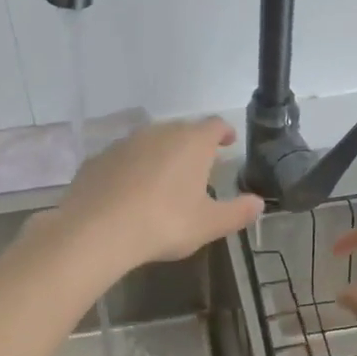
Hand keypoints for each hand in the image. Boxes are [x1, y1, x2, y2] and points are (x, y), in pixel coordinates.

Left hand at [46, 117, 264, 274]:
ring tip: (164, 178)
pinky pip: (123, 158)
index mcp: (191, 142)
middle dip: (192, 143)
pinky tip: (130, 191)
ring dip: (160, 154)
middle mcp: (158, 133)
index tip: (228, 142)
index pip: (214, 125)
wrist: (98, 230)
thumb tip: (259, 203)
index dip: (224, 132)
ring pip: (149, 141)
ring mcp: (124, 143)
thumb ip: (237, 212)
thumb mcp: (209, 224)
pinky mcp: (98, 159)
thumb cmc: (164, 223)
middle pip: (181, 129)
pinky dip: (132, 168)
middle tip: (199, 164)